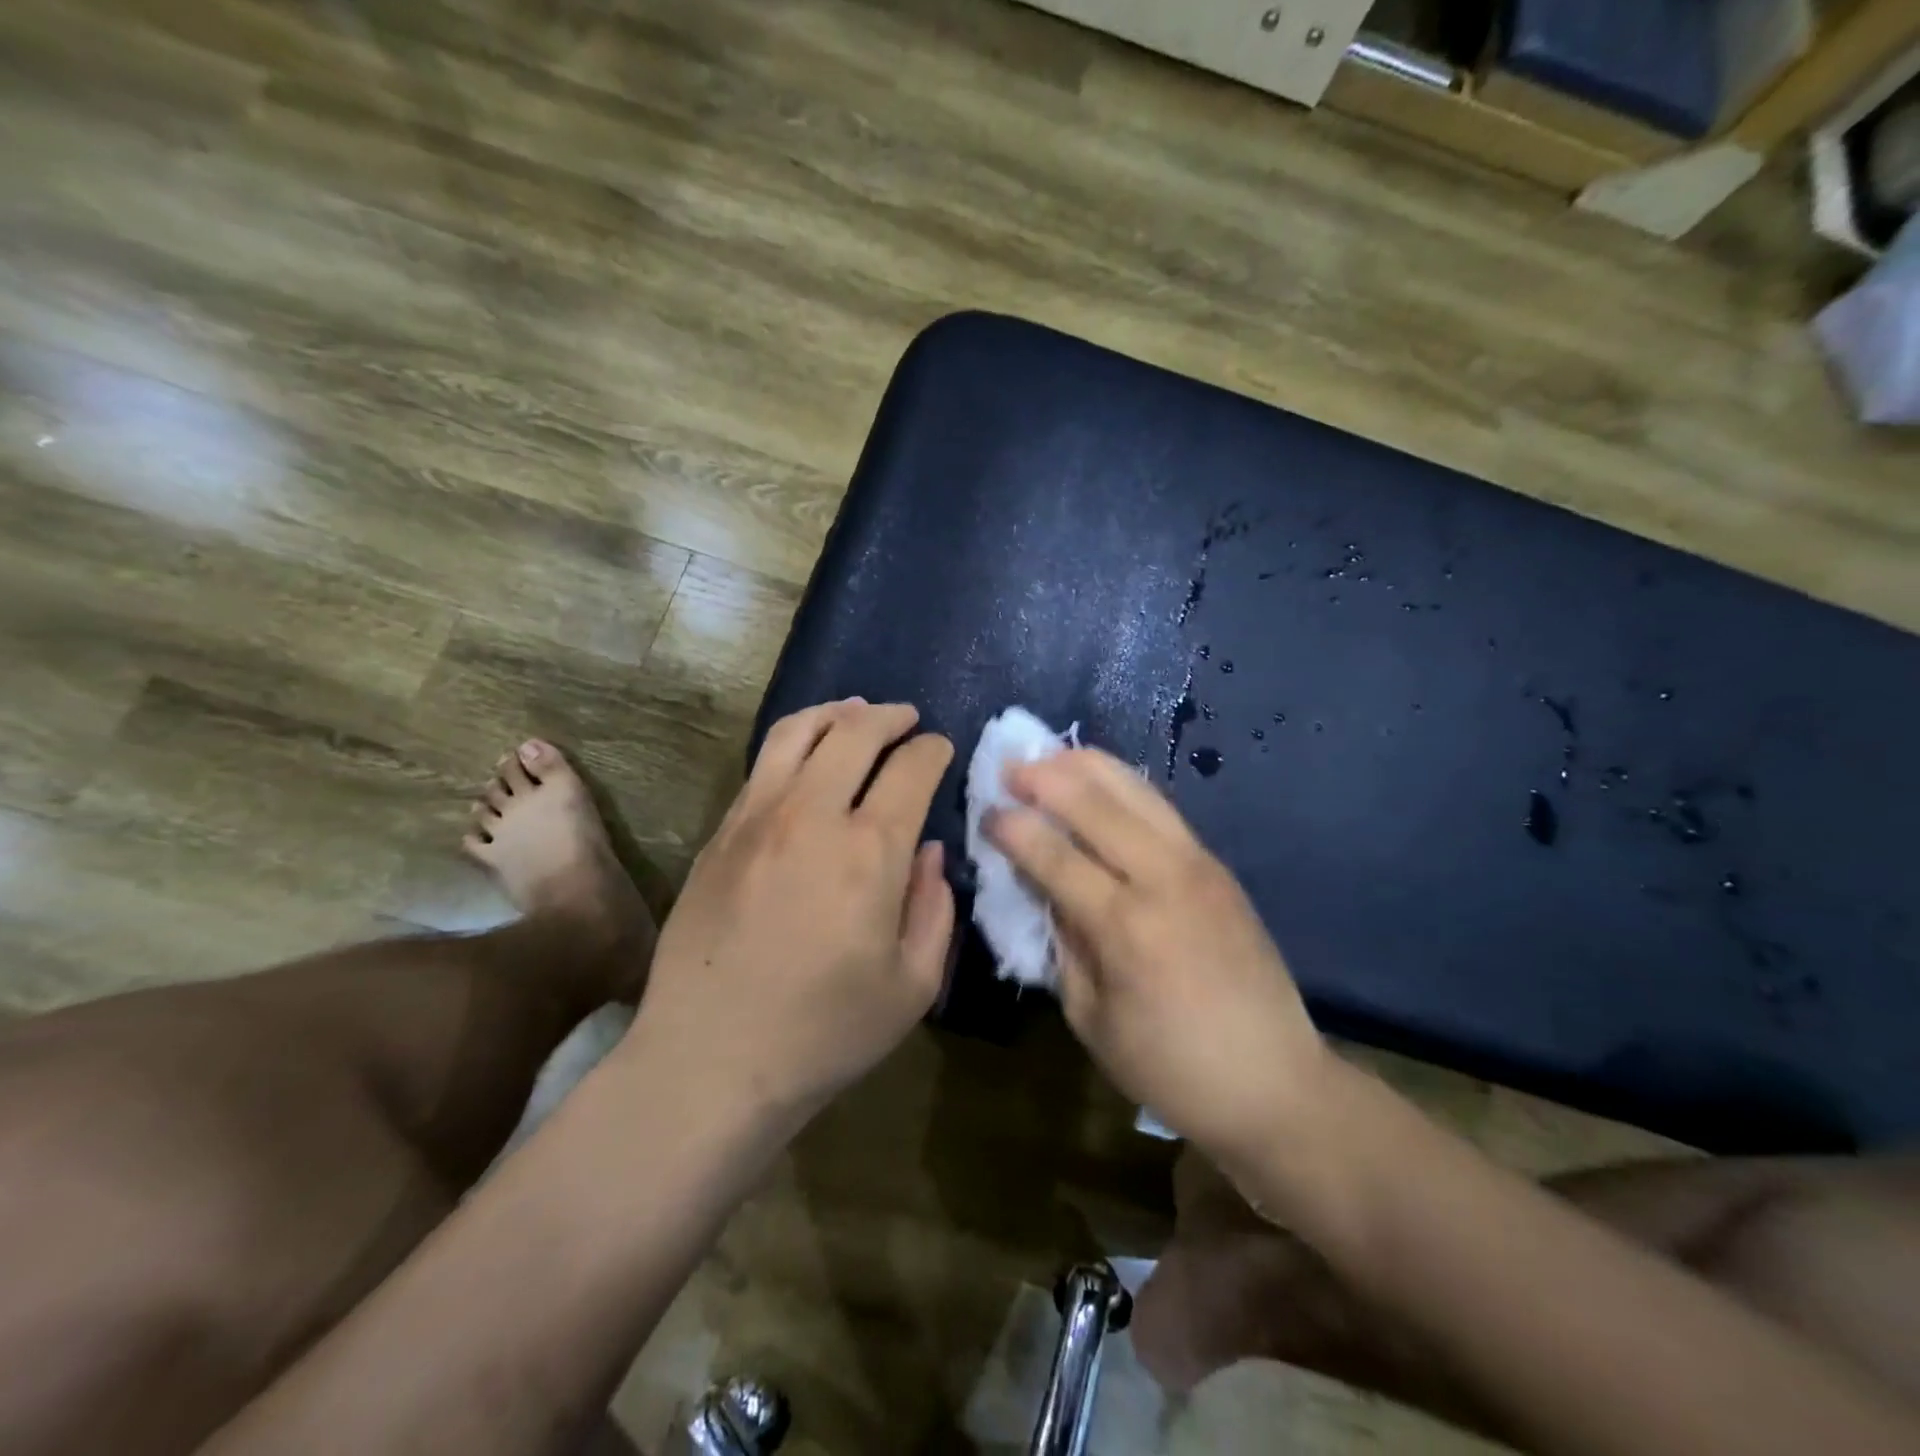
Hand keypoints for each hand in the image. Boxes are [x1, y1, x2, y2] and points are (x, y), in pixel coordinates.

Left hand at [631, 700, 954, 1121]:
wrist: (710, 1060)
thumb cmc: (825, 1032)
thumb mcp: (913, 985)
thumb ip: (935, 908)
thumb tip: (929, 852)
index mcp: (869, 851)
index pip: (911, 768)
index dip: (933, 750)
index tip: (941, 750)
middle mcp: (811, 816)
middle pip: (855, 732)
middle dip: (891, 717)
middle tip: (908, 720)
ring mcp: (756, 818)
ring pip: (798, 732)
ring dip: (837, 714)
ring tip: (857, 714)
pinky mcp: (720, 834)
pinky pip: (763, 765)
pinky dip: (795, 743)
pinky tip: (808, 757)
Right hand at [987, 748, 1326, 1161]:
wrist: (1275, 1083)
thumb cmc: (1171, 1067)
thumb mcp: (1091, 1018)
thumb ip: (1063, 944)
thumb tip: (1042, 890)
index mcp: (1125, 927)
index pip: (1055, 856)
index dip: (1014, 828)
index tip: (986, 812)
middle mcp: (1163, 878)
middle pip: (1095, 804)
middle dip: (1044, 778)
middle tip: (1008, 766)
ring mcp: (1198, 864)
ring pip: (1135, 791)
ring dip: (1086, 767)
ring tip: (1050, 757)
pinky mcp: (1218, 865)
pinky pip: (1161, 808)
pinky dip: (1123, 785)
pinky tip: (1100, 782)